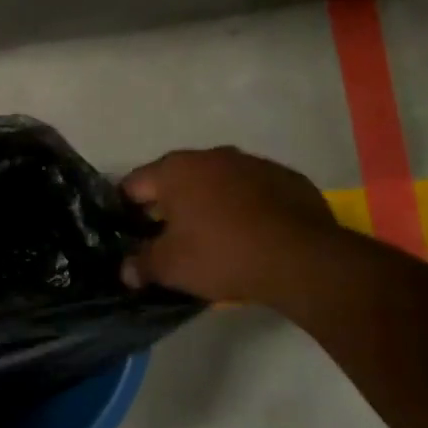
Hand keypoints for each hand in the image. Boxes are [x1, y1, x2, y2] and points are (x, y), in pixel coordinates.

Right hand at [119, 147, 340, 303]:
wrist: (302, 259)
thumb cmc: (222, 255)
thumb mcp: (170, 268)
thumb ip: (142, 265)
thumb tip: (126, 271)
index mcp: (175, 170)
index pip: (134, 184)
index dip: (125, 210)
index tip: (129, 233)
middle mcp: (211, 156)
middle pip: (176, 179)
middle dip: (169, 205)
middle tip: (168, 238)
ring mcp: (253, 163)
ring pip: (217, 182)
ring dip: (209, 203)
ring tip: (212, 237)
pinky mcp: (287, 178)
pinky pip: (253, 191)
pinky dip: (244, 207)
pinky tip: (250, 235)